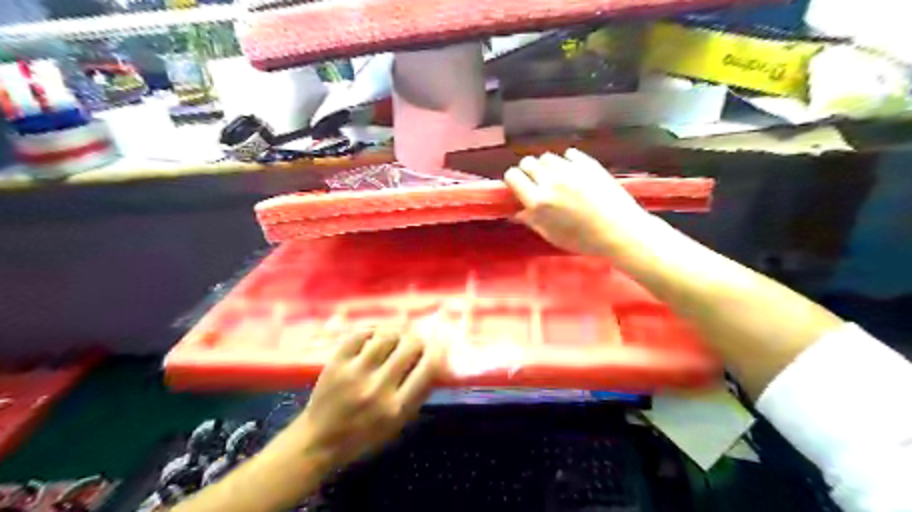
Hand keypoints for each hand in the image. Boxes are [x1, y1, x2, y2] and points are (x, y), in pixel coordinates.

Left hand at [284, 325, 441, 469]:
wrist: (318, 441)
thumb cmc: (363, 436)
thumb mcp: (397, 424)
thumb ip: (416, 395)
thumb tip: (435, 362)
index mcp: (396, 408)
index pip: (428, 368)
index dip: (438, 352)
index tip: (438, 347)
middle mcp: (378, 388)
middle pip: (410, 346)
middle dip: (418, 340)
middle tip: (415, 342)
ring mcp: (354, 373)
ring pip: (386, 336)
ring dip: (396, 333)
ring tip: (396, 337)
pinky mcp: (336, 363)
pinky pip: (360, 334)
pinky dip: (372, 331)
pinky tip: (375, 336)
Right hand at [507, 150, 646, 257]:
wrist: (620, 231)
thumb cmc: (584, 240)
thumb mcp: (553, 236)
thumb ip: (533, 221)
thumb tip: (518, 212)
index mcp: (538, 202)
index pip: (513, 177)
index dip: (513, 180)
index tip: (518, 186)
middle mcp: (550, 181)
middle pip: (528, 162)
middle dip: (528, 171)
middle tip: (536, 182)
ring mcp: (570, 170)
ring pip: (547, 156)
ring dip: (547, 166)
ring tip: (556, 177)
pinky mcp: (587, 163)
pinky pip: (569, 154)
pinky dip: (568, 161)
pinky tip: (574, 173)